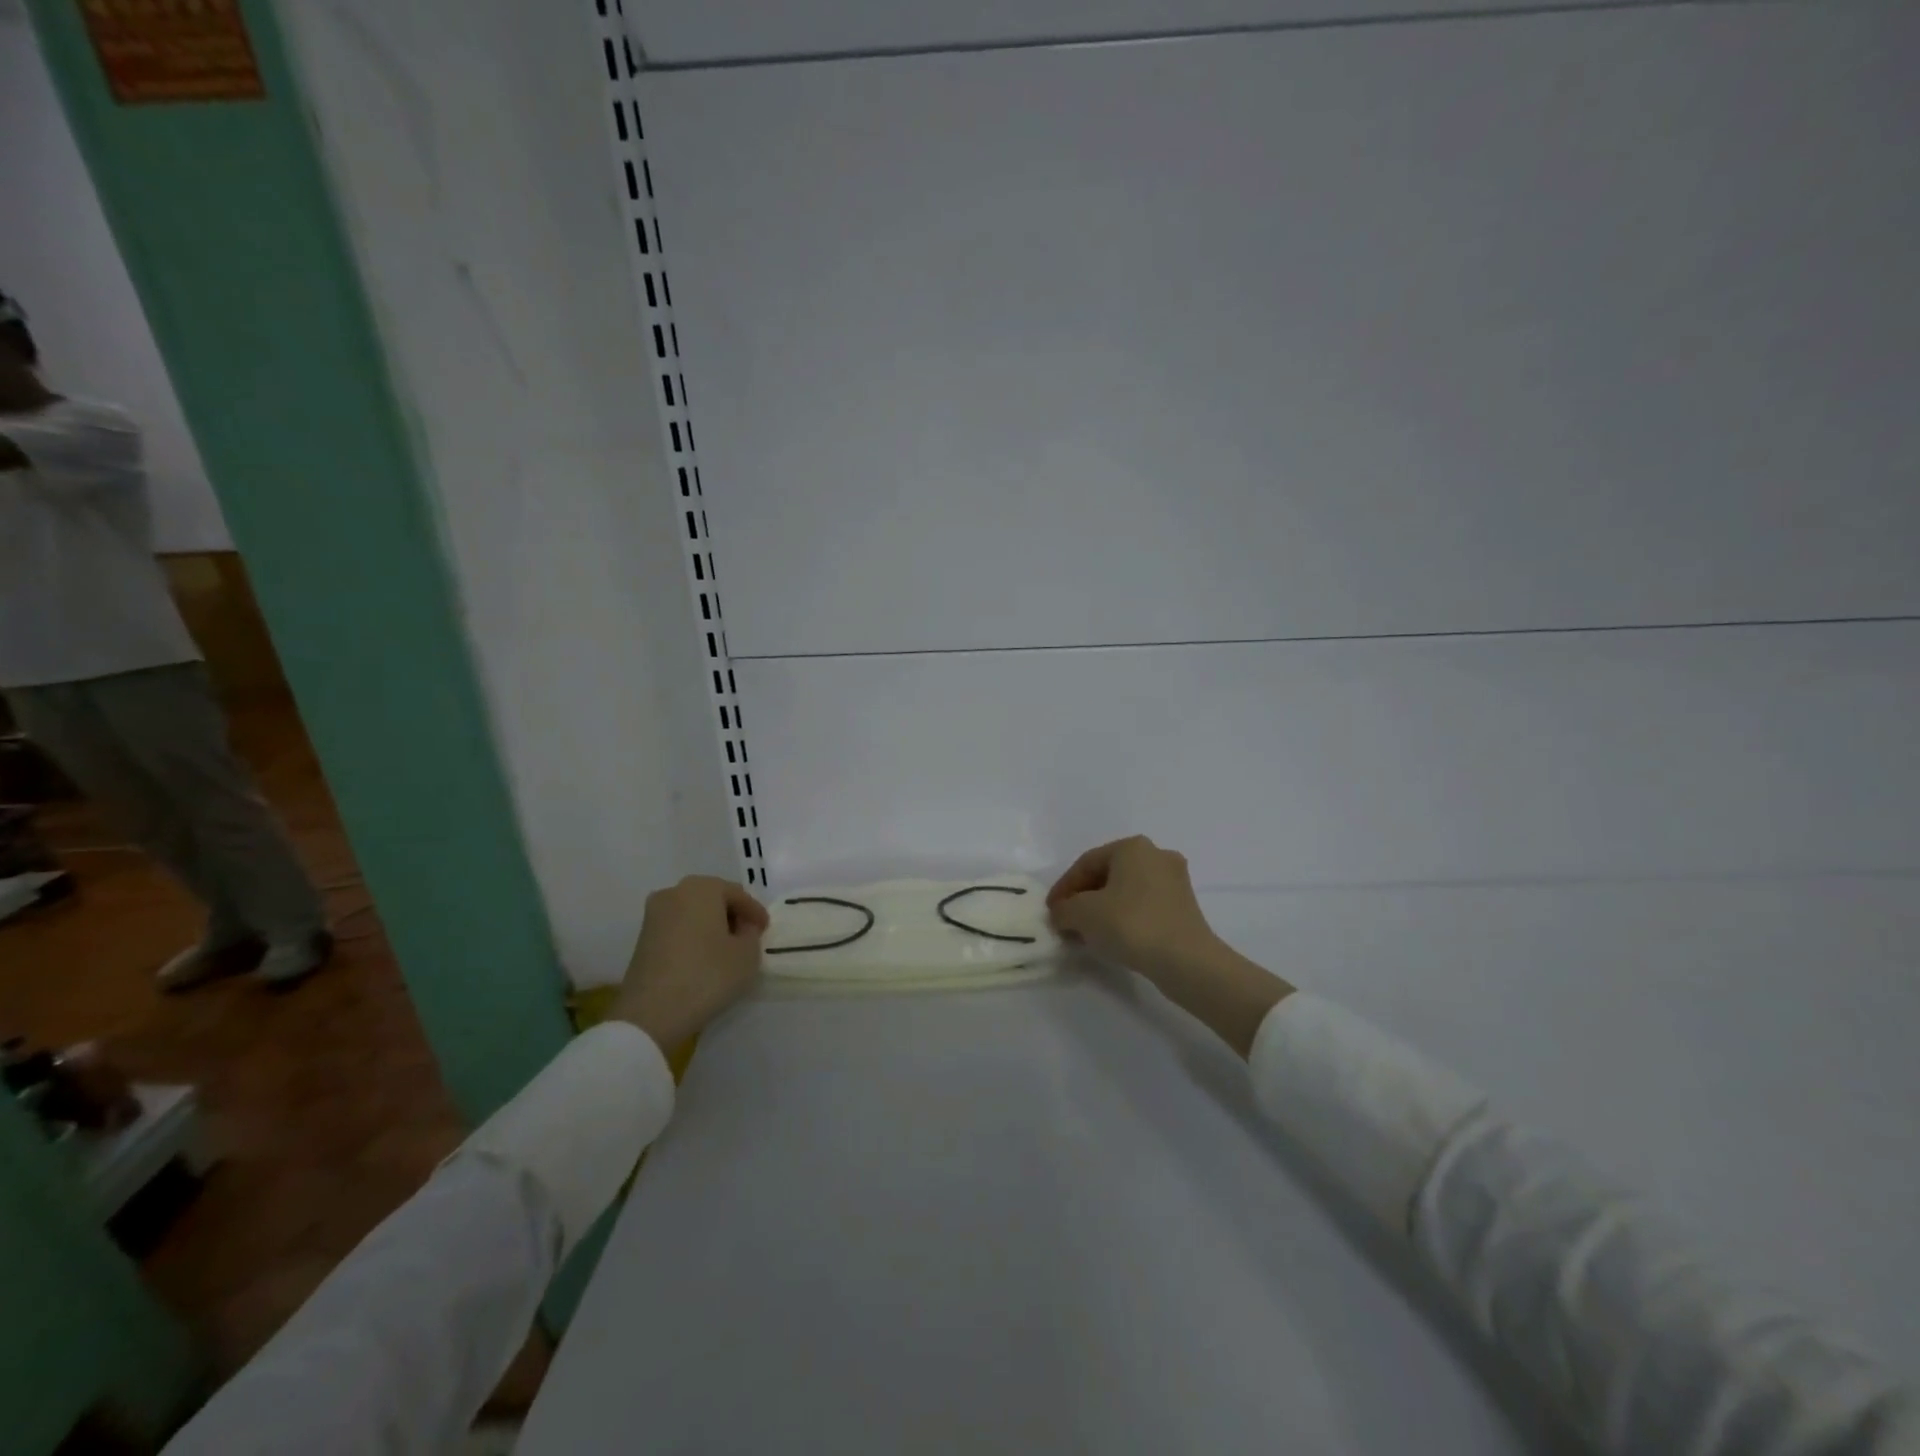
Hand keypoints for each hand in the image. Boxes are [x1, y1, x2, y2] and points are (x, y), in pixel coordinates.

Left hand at [610, 876, 769, 1054]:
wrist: (651, 1013)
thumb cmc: (707, 975)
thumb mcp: (747, 954)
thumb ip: (751, 933)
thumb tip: (742, 928)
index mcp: (702, 888)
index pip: (737, 894)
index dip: (754, 911)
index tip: (765, 929)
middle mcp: (674, 893)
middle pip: (712, 898)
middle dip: (731, 915)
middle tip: (747, 935)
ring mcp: (653, 916)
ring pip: (693, 913)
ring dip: (711, 926)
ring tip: (726, 949)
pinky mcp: (642, 939)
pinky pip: (677, 929)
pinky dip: (693, 937)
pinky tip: (704, 958)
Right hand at [1046, 836, 1224, 978]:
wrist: (1186, 961)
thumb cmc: (1130, 924)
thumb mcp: (1082, 914)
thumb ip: (1064, 909)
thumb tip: (1062, 913)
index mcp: (1132, 847)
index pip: (1086, 863)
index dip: (1064, 887)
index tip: (1051, 911)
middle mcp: (1156, 855)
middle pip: (1108, 875)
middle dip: (1084, 898)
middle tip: (1067, 920)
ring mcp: (1175, 881)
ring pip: (1126, 891)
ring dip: (1104, 909)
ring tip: (1087, 932)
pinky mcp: (1185, 907)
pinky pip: (1144, 906)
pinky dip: (1125, 917)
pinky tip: (1114, 937)